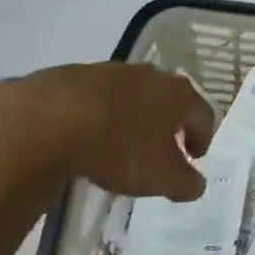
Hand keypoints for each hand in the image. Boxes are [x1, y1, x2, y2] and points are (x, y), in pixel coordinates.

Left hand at [9, 62, 215, 202]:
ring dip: (133, 115)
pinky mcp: (76, 74)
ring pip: (132, 94)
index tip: (194, 158)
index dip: (202, 138)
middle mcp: (150, 75)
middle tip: (161, 148)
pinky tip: (87, 133)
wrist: (51, 119)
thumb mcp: (161, 177)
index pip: (203, 114)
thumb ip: (186, 182)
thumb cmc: (120, 147)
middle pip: (168, 98)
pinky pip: (97, 96)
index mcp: (178, 95)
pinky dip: (99, 113)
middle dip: (168, 123)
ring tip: (121, 142)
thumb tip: (197, 183)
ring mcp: (112, 71)